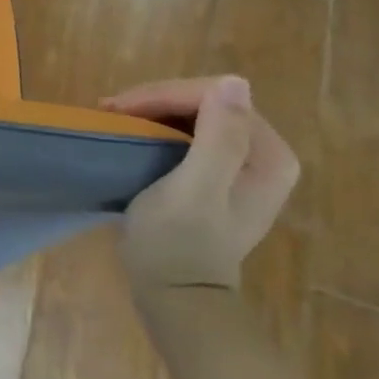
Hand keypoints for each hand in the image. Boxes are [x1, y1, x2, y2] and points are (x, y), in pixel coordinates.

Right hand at [100, 76, 298, 291]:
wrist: (175, 296)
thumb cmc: (179, 243)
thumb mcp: (195, 190)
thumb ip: (219, 139)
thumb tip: (233, 83)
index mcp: (268, 155)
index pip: (215, 97)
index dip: (164, 95)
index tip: (119, 108)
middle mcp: (264, 153)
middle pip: (206, 101)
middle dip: (156, 100)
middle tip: (110, 110)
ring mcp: (243, 164)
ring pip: (194, 113)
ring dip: (152, 110)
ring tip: (113, 117)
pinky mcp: (219, 173)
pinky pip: (189, 131)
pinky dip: (157, 126)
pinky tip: (130, 130)